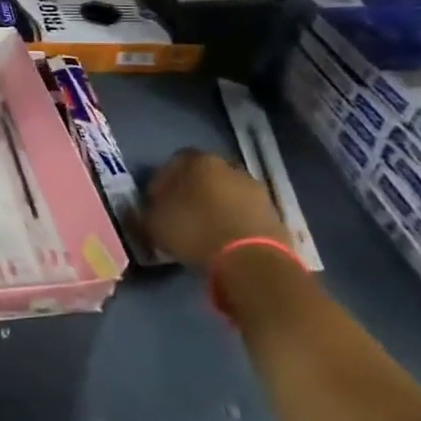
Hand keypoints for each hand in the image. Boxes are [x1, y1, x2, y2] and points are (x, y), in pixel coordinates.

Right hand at [142, 148, 291, 272]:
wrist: (252, 260)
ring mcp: (255, 188)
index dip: (162, 182)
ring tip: (204, 231)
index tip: (155, 203)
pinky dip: (234, 222)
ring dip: (215, 207)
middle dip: (191, 192)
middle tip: (180, 215)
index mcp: (197, 161)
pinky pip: (244, 213)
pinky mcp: (274, 213)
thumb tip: (148, 210)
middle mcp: (228, 166)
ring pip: (226, 193)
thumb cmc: (195, 232)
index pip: (173, 163)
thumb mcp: (154, 224)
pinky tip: (225, 240)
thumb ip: (147, 212)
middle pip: (203, 176)